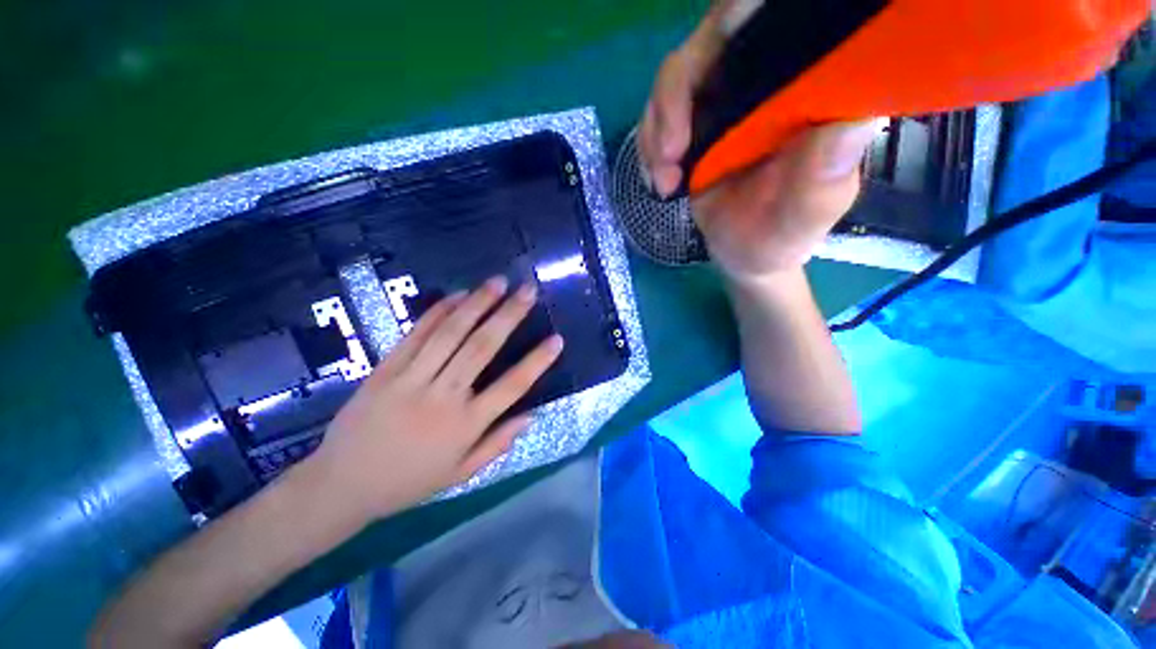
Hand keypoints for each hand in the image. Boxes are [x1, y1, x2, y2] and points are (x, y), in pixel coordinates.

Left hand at [307, 277, 562, 522]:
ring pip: (450, 334)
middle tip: (527, 290)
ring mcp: (412, 379)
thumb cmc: (408, 482)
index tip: (557, 339)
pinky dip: (438, 312)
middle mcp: (443, 397)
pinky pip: (416, 334)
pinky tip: (457, 296)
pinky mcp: (386, 369)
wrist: (342, 484)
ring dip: (477, 304)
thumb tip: (531, 416)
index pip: (511, 387)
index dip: (537, 362)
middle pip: (482, 348)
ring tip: (498, 282)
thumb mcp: (460, 474)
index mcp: (465, 425)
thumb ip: (497, 444)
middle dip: (508, 315)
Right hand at [638, 4, 878, 280]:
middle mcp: (765, 83)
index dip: (742, 16)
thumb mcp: (807, 215)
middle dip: (677, 95)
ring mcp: (723, 103)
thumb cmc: (782, 236)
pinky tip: (659, 182)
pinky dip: (648, 147)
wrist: (746, 255)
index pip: (778, 22)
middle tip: (671, 153)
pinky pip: (657, 117)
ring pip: (675, 79)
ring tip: (664, 181)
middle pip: (711, 42)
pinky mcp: (694, 127)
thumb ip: (824, 178)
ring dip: (656, 129)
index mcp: (807, 91)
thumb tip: (853, 122)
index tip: (718, 49)